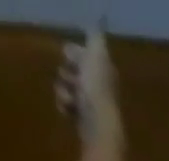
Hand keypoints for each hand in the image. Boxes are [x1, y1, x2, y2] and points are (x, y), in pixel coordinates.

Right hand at [56, 25, 120, 144]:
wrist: (98, 128)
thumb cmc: (97, 91)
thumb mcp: (96, 57)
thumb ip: (96, 41)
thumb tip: (98, 23)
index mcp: (104, 75)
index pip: (86, 57)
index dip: (75, 54)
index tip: (69, 55)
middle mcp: (100, 91)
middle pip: (74, 72)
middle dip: (67, 73)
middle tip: (72, 80)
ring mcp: (92, 108)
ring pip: (68, 89)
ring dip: (64, 90)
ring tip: (71, 99)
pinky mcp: (84, 123)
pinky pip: (66, 107)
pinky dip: (64, 106)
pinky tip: (68, 110)